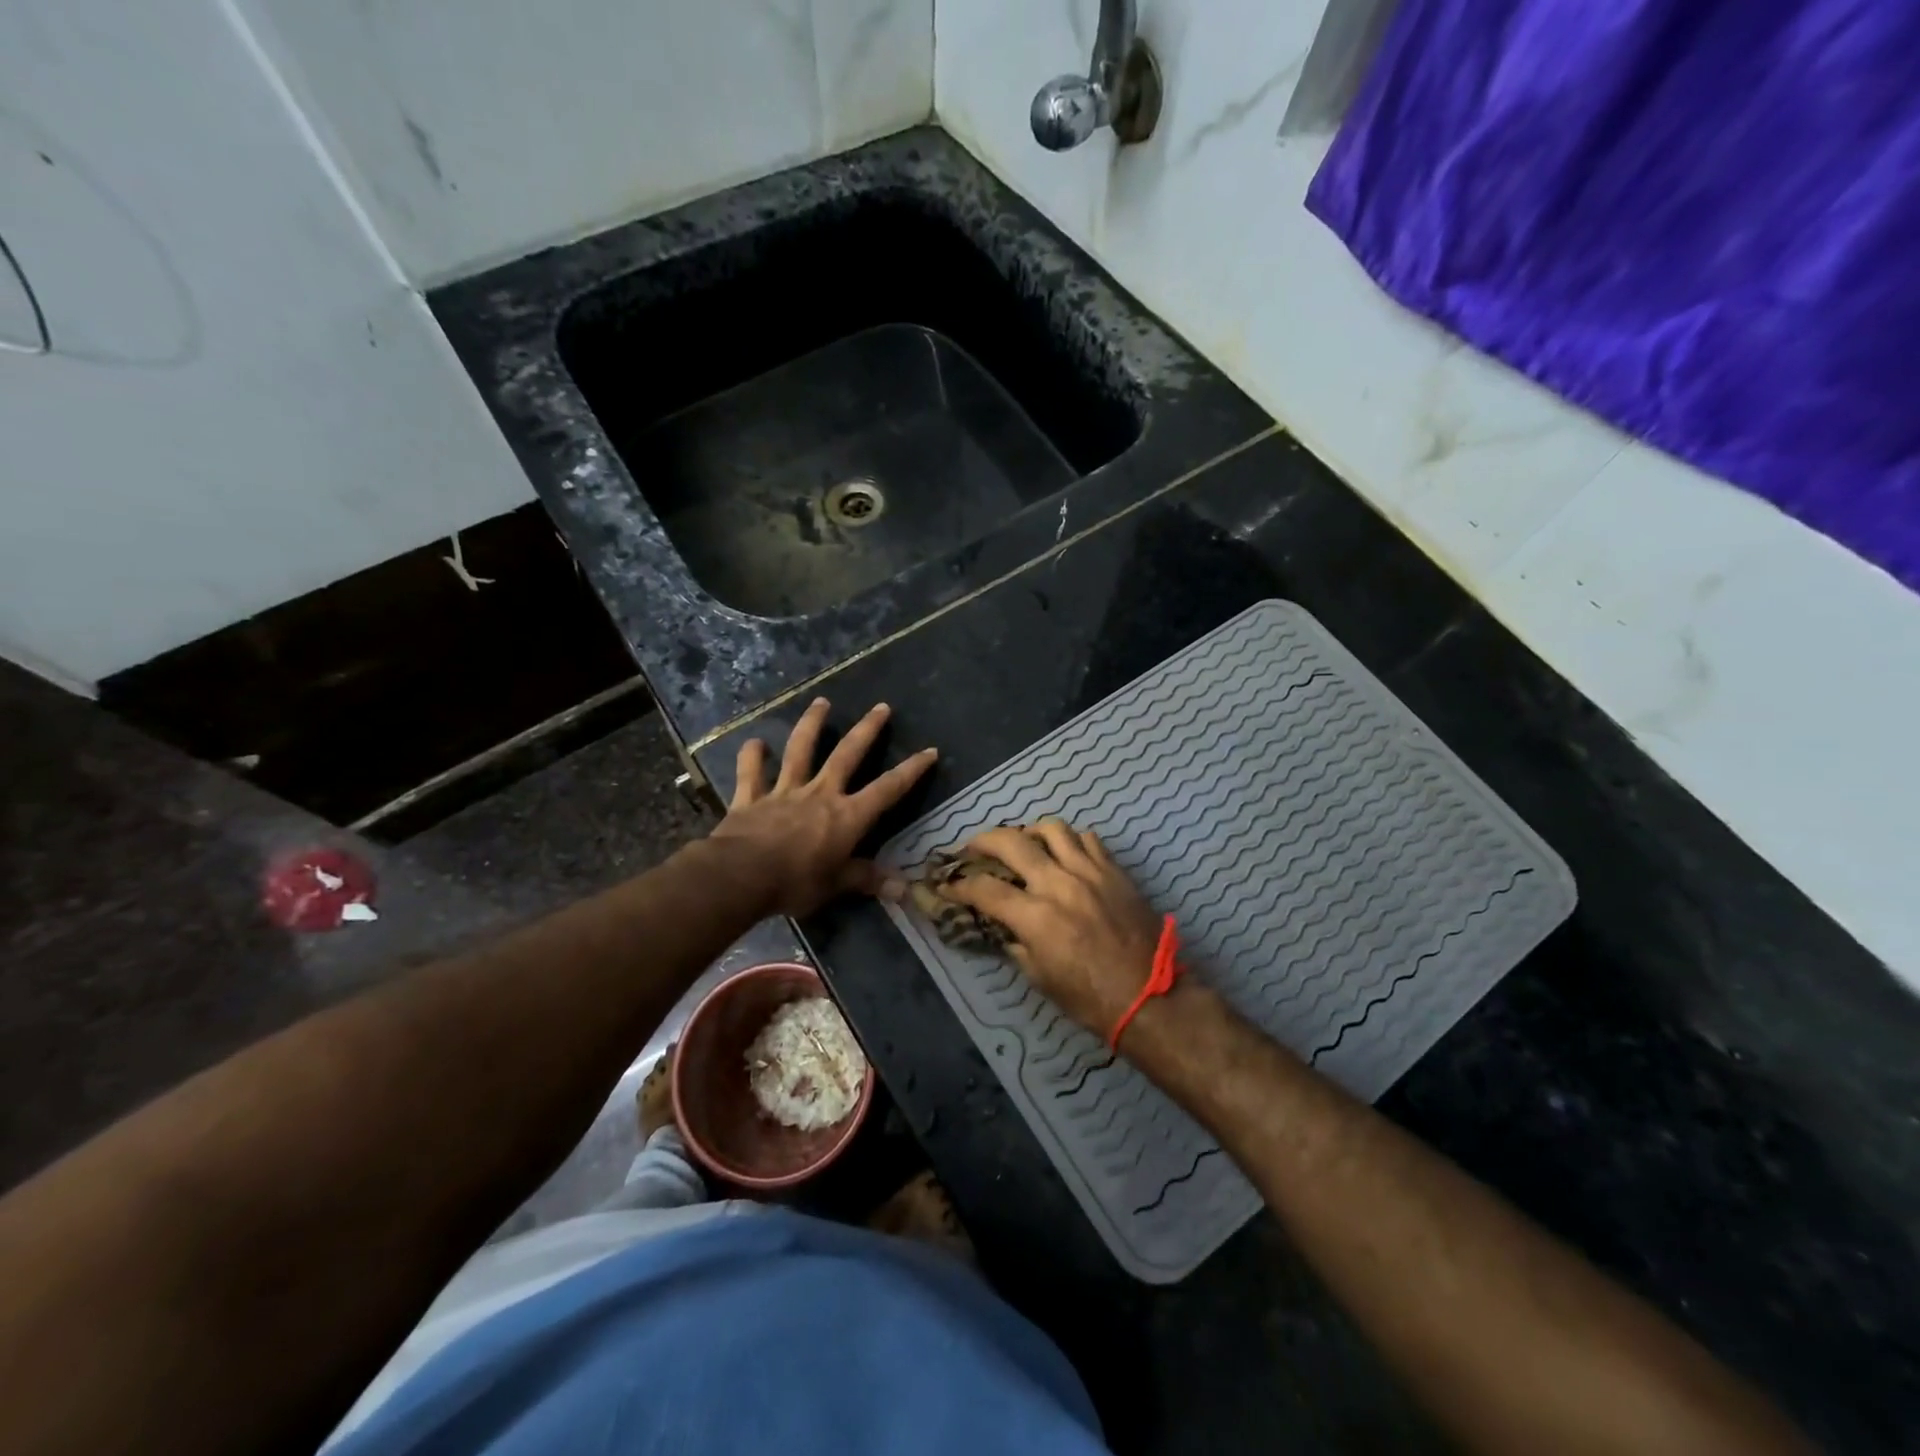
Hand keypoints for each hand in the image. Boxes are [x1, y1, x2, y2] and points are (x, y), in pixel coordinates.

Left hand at [709, 698, 937, 917]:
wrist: (741, 875)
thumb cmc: (795, 882)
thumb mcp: (835, 885)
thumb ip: (866, 880)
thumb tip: (904, 890)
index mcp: (846, 816)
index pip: (887, 789)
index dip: (910, 771)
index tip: (929, 750)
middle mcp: (820, 794)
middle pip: (847, 755)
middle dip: (867, 730)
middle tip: (881, 707)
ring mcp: (784, 791)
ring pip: (800, 750)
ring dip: (811, 724)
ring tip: (821, 702)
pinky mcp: (751, 797)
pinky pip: (751, 773)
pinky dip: (751, 756)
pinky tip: (754, 742)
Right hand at [938, 822, 1162, 1038]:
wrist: (1150, 997)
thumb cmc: (1089, 998)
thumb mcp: (1039, 977)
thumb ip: (1016, 942)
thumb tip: (1002, 923)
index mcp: (1036, 917)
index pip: (984, 889)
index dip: (959, 885)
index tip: (946, 884)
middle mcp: (1059, 884)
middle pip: (1011, 842)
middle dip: (983, 841)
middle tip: (973, 848)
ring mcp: (1090, 871)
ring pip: (1052, 828)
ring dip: (1029, 831)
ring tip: (1023, 843)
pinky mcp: (1114, 870)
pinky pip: (1087, 839)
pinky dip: (1069, 841)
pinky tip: (1064, 854)